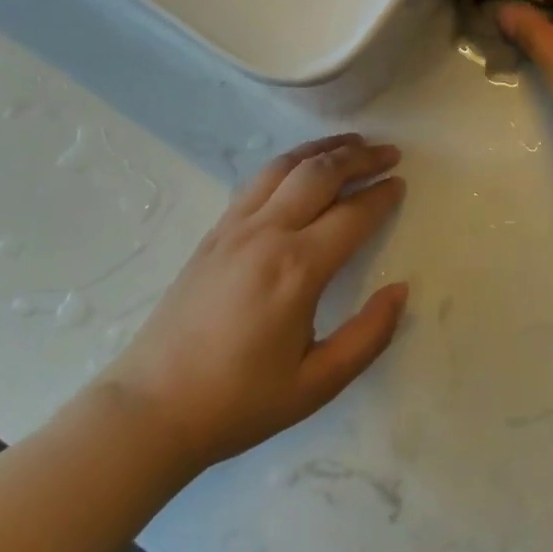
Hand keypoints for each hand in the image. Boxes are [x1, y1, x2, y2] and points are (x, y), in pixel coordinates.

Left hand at [96, 135, 408, 469]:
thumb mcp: (316, 384)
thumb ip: (368, 336)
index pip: (353, 214)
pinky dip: (289, 162)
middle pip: (321, 173)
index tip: (401, 183)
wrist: (151, 409)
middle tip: (389, 152)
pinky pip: (258, 180)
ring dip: (324, 148)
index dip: (382, 195)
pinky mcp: (214, 232)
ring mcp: (235, 227)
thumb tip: (400, 290)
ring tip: (352, 142)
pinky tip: (301, 166)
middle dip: (360, 157)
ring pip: (286, 166)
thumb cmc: (239, 402)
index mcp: (297, 268)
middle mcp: (268, 233)